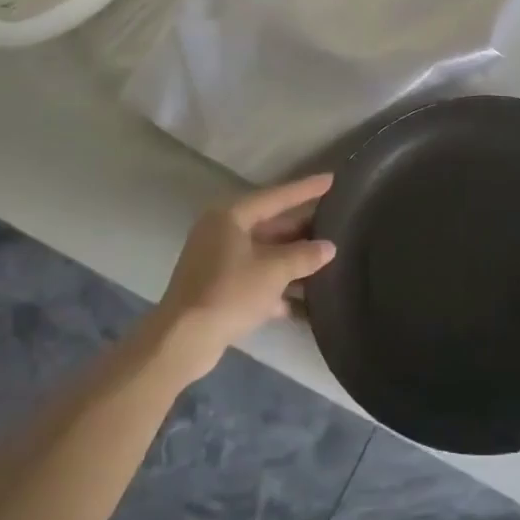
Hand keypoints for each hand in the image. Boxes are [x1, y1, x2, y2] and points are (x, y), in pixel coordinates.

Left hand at [149, 174, 337, 376]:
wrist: (184, 340)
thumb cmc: (230, 292)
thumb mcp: (274, 270)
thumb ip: (305, 255)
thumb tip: (329, 247)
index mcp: (230, 217)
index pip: (276, 197)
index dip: (306, 189)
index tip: (332, 179)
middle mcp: (222, 233)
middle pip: (271, 225)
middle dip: (303, 228)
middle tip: (336, 222)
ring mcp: (219, 262)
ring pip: (266, 253)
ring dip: (294, 259)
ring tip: (329, 258)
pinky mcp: (219, 289)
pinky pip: (257, 279)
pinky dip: (279, 286)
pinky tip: (307, 299)